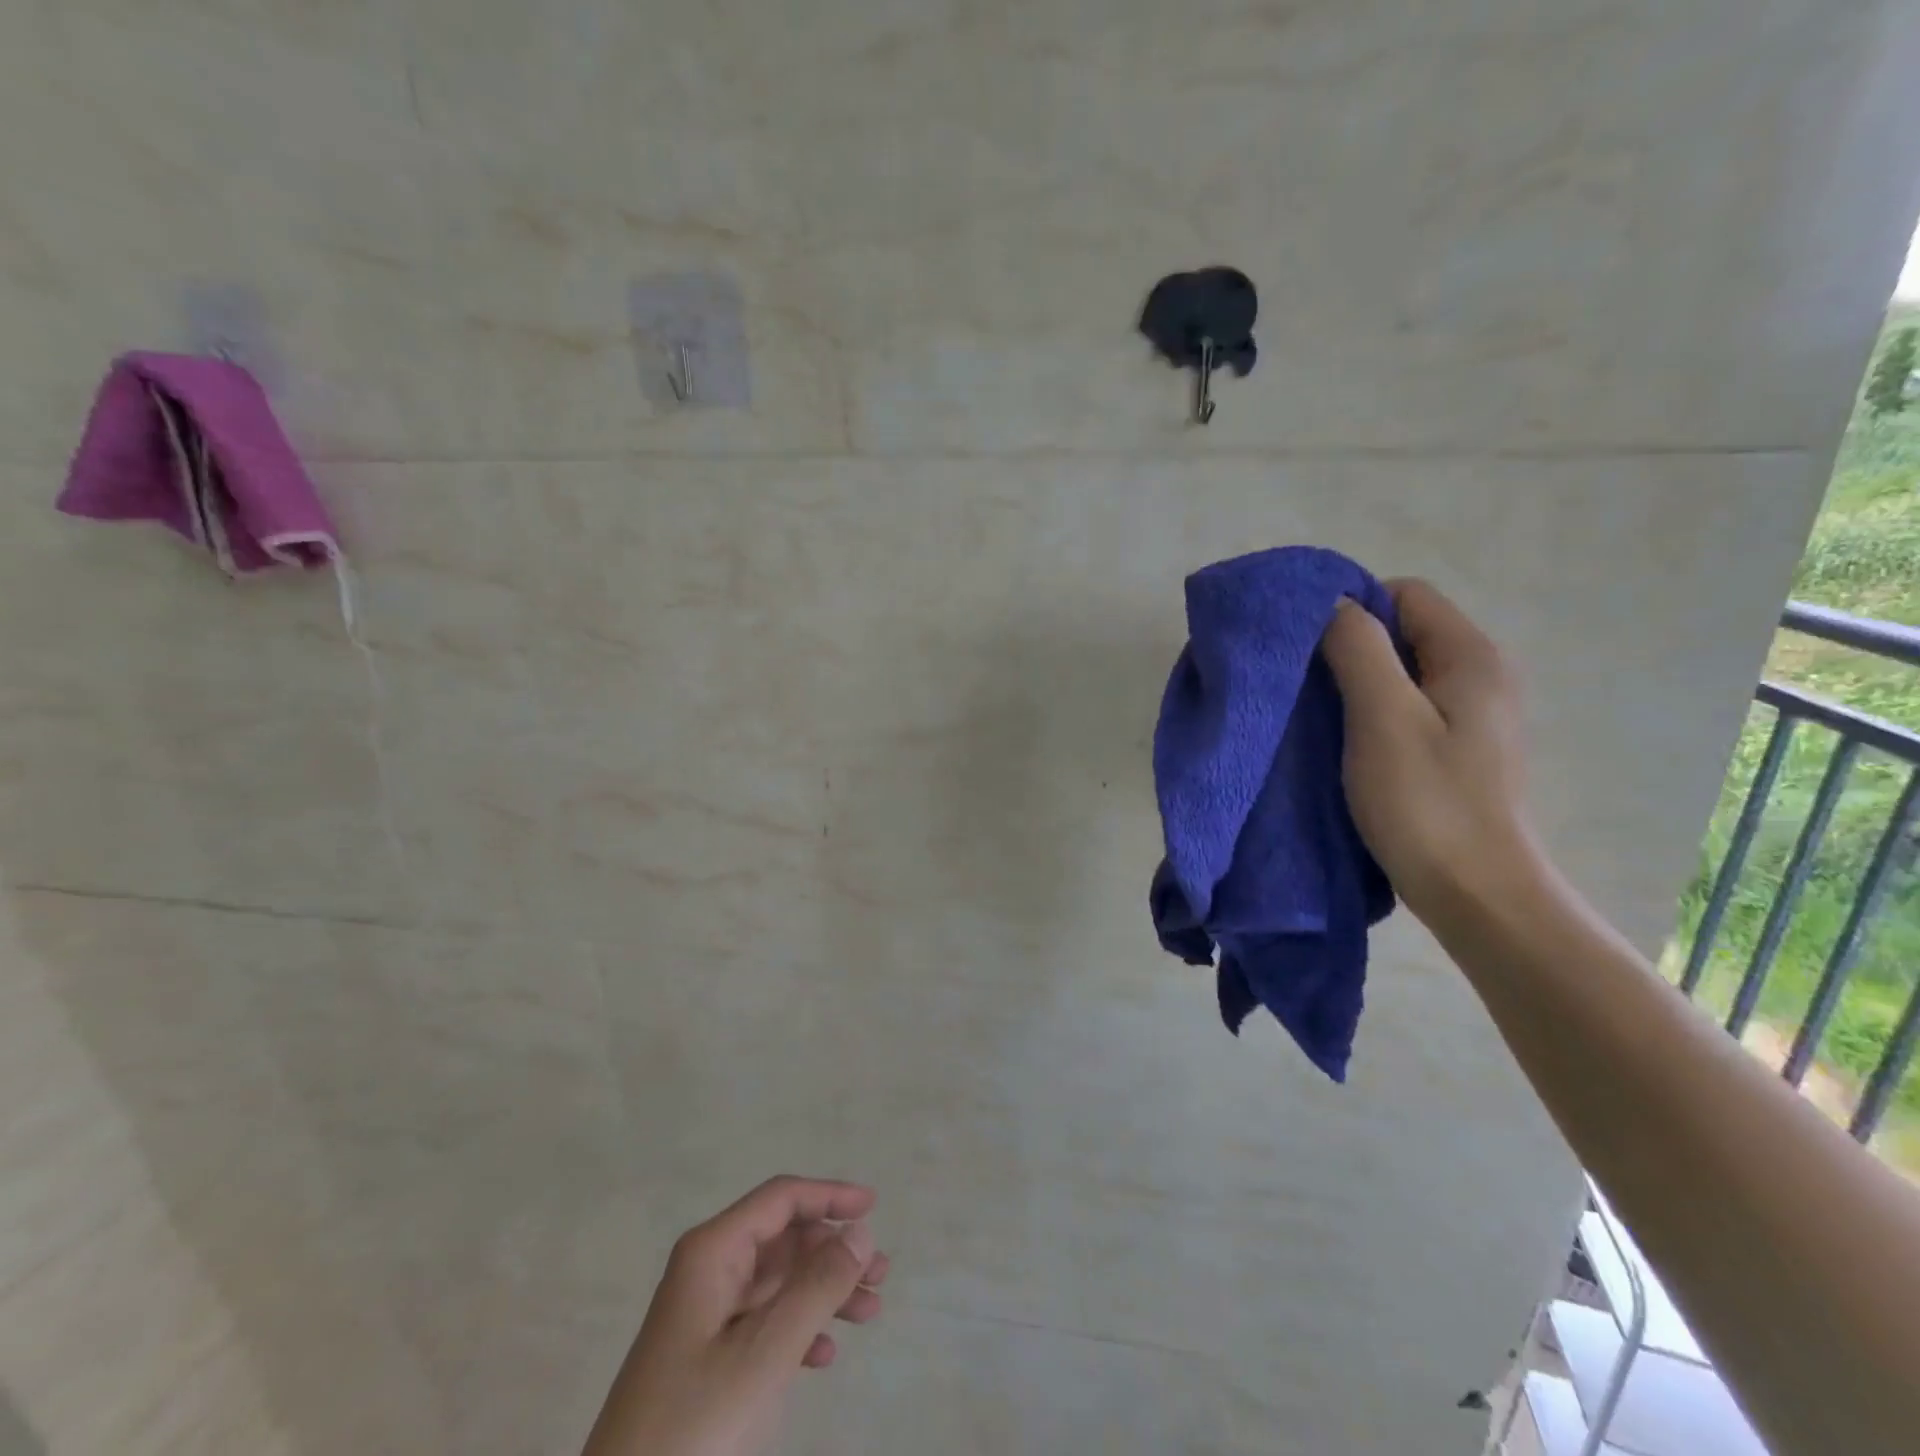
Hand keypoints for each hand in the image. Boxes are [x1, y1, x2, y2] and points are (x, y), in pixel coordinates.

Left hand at [582, 1177, 888, 1455]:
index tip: (874, 1208)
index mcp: (712, 1252)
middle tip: (881, 1276)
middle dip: (833, 1251)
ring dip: (824, 1291)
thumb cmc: (693, 1428)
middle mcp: (708, 1270)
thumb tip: (860, 1230)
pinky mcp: (703, 1358)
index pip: (780, 1199)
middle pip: (783, 1239)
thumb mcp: (764, 1354)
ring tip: (870, 1313)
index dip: (829, 1195)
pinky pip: (763, 1322)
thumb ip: (817, 1287)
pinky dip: (798, 1329)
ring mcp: (704, 1315)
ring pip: (778, 1282)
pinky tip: (824, 1357)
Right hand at [1319, 579, 1535, 924]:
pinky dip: (1373, 713)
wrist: (1478, 894)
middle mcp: (1483, 674)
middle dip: (1350, 647)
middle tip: (1306, 685)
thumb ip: (1357, 650)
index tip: (1309, 650)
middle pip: (1405, 630)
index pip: (1405, 594)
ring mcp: (1475, 714)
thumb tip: (1332, 604)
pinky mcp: (1461, 748)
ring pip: (1403, 671)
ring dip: (1357, 683)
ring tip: (1321, 717)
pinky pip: (1409, 707)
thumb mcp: (1382, 718)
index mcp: (1471, 656)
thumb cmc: (1427, 803)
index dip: (1352, 609)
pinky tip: (1349, 744)